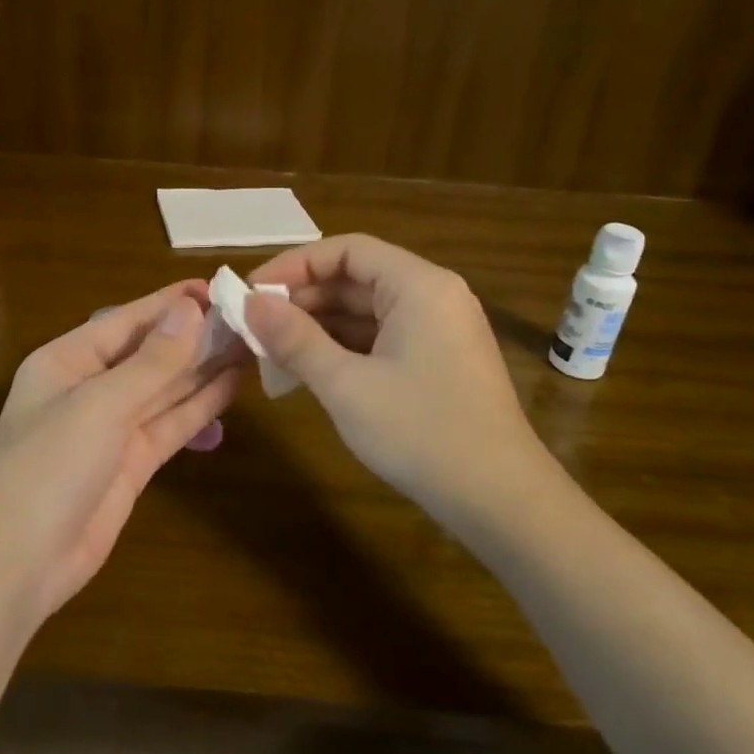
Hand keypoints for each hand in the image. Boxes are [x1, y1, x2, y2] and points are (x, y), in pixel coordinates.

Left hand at [0, 283, 241, 623]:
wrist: (18, 565)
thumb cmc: (48, 467)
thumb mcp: (100, 405)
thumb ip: (151, 362)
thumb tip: (191, 310)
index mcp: (67, 361)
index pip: (127, 321)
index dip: (171, 304)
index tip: (219, 288)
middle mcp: (89, 387)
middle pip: (149, 353)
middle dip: (194, 336)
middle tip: (249, 317)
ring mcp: (111, 428)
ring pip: (165, 389)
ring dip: (203, 368)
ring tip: (251, 343)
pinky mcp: (132, 464)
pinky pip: (170, 425)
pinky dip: (199, 407)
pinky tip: (232, 386)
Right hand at [245, 235, 552, 508]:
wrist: (502, 503)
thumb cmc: (421, 433)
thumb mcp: (346, 385)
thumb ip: (295, 338)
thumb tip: (251, 302)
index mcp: (419, 286)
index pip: (347, 250)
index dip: (294, 264)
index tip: (253, 291)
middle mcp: (433, 296)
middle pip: (356, 278)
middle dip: (303, 299)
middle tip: (255, 325)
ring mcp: (440, 331)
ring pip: (366, 311)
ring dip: (319, 326)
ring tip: (272, 350)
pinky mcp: (439, 362)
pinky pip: (382, 338)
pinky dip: (344, 348)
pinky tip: (309, 370)